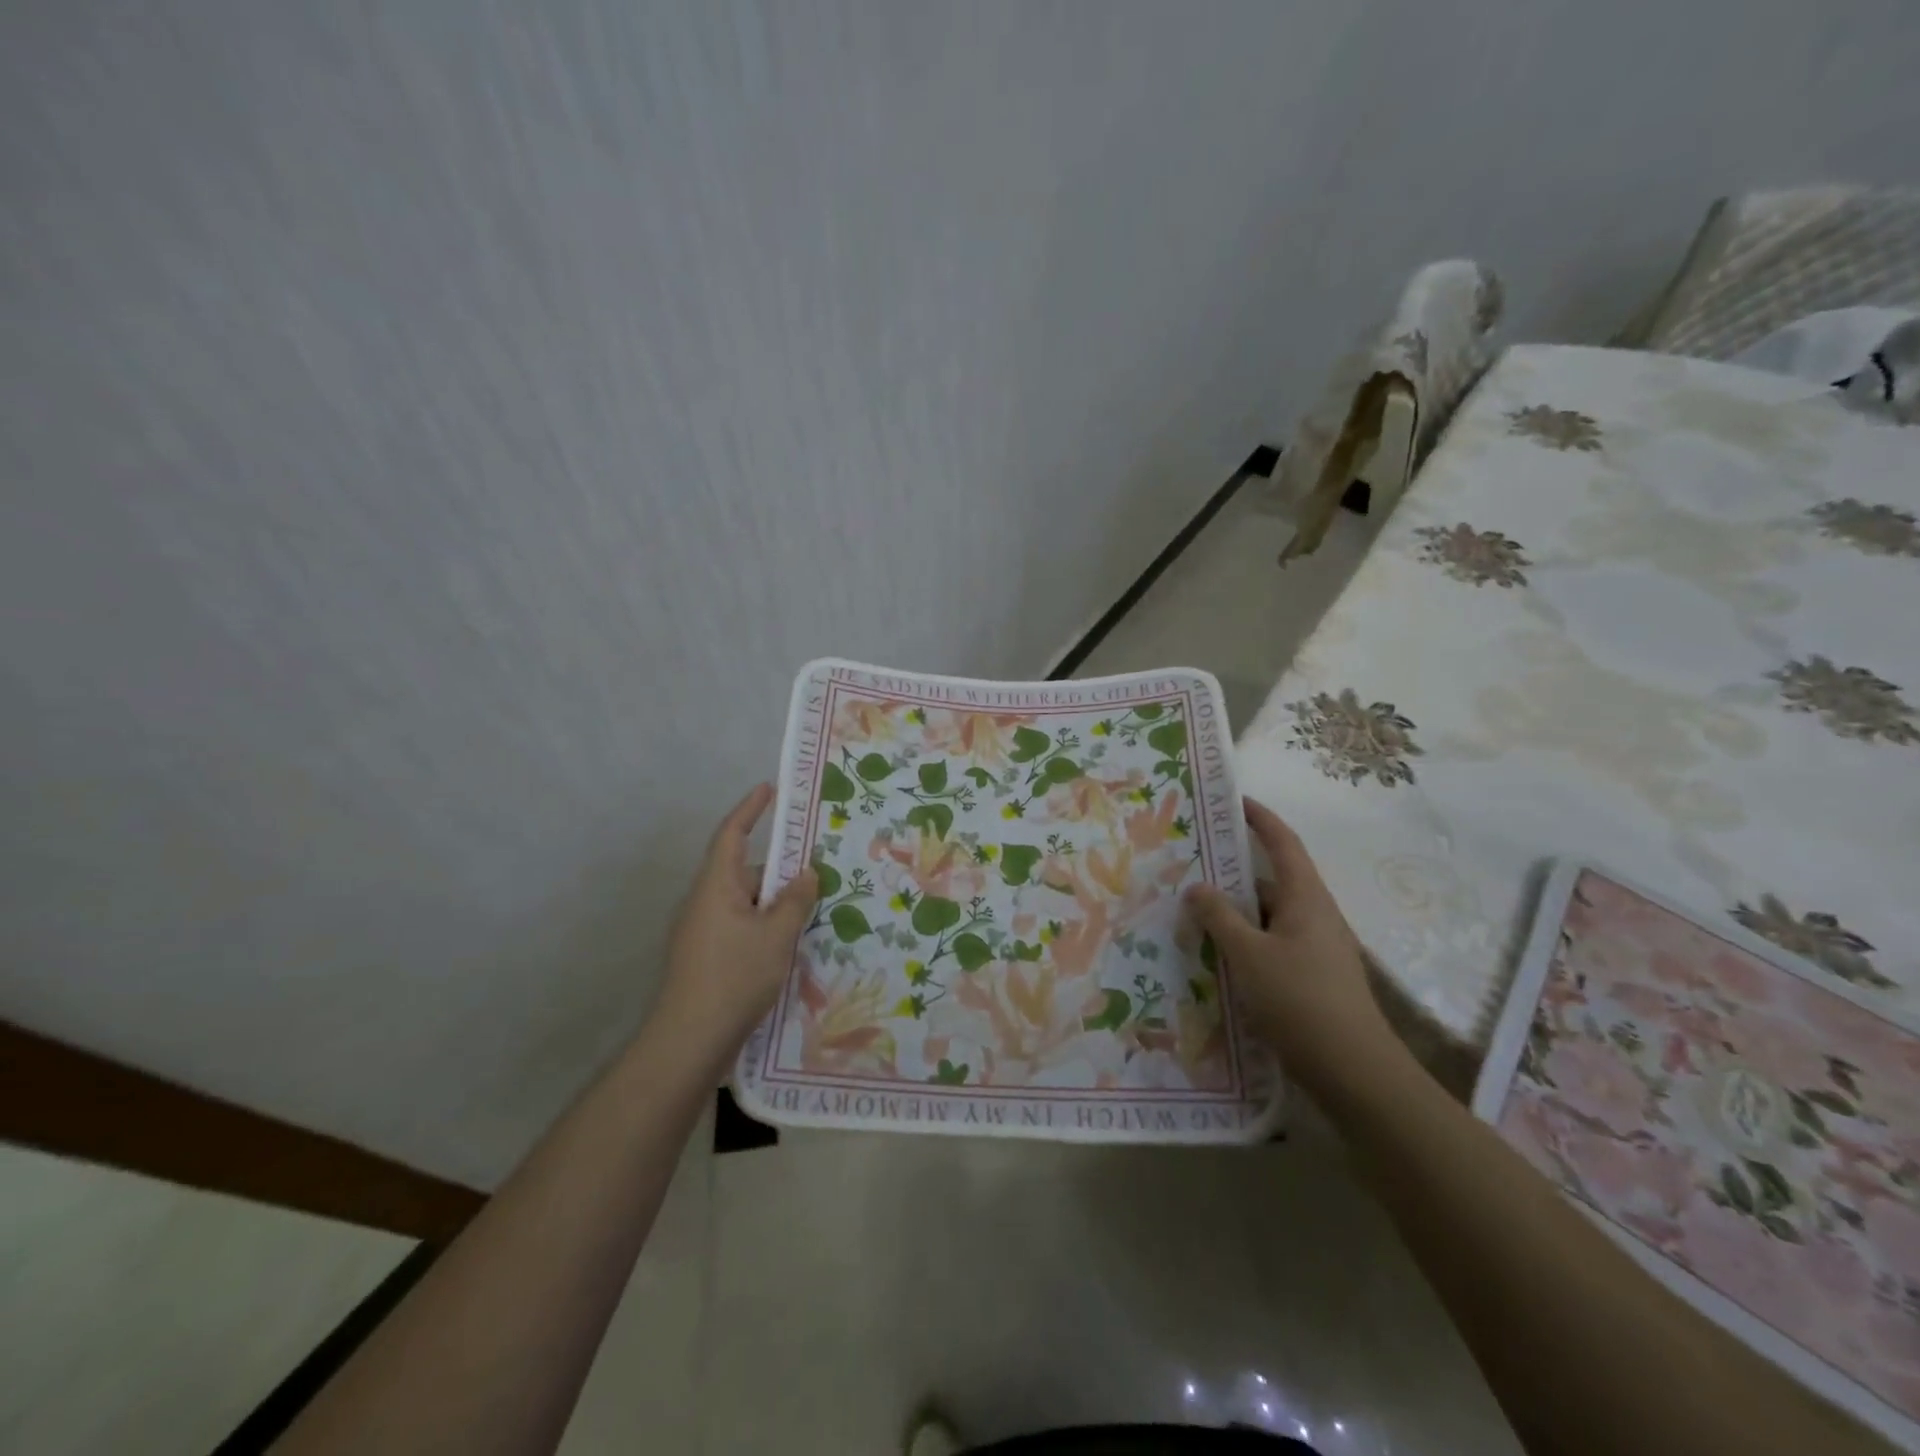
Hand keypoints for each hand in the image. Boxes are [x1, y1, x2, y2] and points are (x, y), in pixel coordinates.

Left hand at [653, 783, 818, 1053]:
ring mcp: (702, 932)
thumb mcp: (776, 935)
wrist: (688, 1042)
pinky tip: (789, 948)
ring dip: (775, 905)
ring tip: (813, 918)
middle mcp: (704, 902)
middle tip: (819, 878)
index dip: (750, 809)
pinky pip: (740, 928)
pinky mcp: (705, 958)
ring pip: (746, 904)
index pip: (732, 834)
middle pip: (745, 872)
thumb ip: (795, 900)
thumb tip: (806, 873)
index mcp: (716, 886)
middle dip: (780, 872)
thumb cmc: (734, 977)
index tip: (769, 789)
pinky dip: (765, 928)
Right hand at [1184, 798, 1398, 1098]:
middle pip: (1274, 880)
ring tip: (1195, 914)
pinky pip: (1274, 944)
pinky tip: (1219, 958)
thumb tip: (1197, 886)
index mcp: (1306, 898)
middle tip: (1194, 866)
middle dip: (1235, 871)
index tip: (1234, 800)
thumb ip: (1219, 917)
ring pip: (1270, 917)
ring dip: (1237, 912)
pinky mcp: (1314, 977)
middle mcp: (1316, 915)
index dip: (1260, 818)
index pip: (1284, 843)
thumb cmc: (1300, 1000)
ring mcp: (1318, 948)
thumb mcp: (1248, 955)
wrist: (1355, 1072)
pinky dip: (1247, 941)